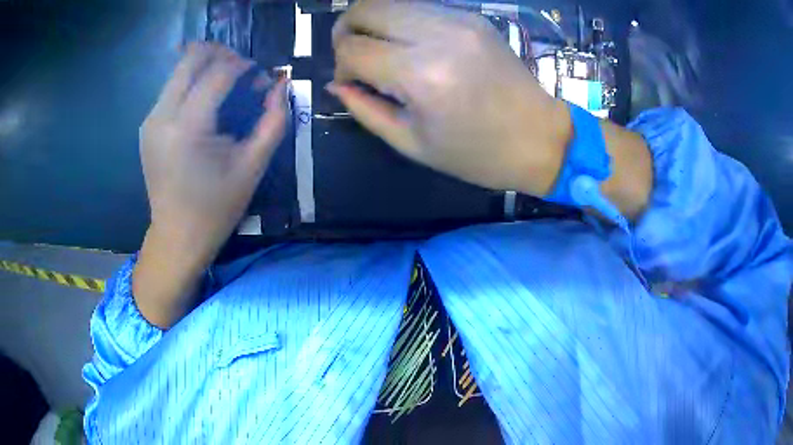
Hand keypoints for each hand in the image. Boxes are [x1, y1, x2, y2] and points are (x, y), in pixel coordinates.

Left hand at [134, 43, 287, 327]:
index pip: (217, 73)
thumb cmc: (216, 208)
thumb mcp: (252, 167)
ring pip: (179, 69)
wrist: (176, 237)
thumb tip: (281, 86)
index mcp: (188, 129)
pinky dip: (192, 82)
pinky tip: (206, 102)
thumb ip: (273, 122)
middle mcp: (162, 116)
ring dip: (206, 66)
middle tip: (242, 70)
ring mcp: (150, 120)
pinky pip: (171, 88)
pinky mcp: (147, 126)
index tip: (260, 76)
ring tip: (226, 85)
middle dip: (222, 54)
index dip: (243, 65)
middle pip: (191, 58)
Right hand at [330, 1, 570, 195]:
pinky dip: (402, 20)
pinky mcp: (473, 17)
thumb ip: (365, 109)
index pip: (352, 48)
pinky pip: (420, 6)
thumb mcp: (412, 143)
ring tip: (381, 49)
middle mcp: (438, 35)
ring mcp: (459, 19)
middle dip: (347, 31)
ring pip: (391, 1)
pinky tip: (410, 43)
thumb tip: (337, 83)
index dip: (341, 64)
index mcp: (421, 74)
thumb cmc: (477, 153)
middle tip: (355, 56)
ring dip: (374, 21)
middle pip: (365, 8)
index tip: (351, 81)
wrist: (541, 137)